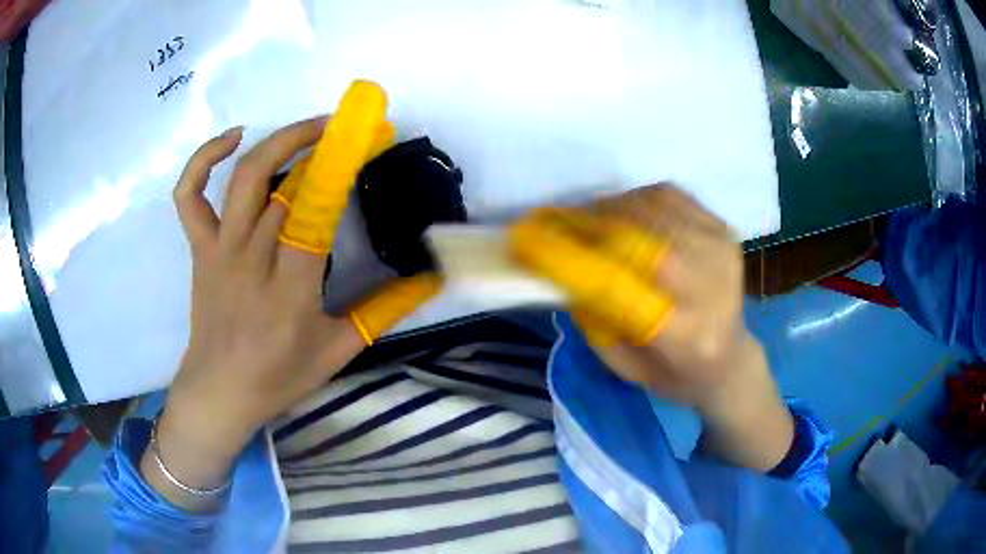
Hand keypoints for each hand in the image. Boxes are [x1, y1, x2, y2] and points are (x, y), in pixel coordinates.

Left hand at [143, 82, 439, 508]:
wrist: (219, 391)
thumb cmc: (278, 377)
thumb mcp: (338, 351)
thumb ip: (384, 312)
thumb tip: (430, 279)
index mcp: (289, 292)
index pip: (316, 214)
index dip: (342, 169)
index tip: (372, 140)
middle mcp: (250, 262)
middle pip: (281, 185)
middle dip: (320, 145)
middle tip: (350, 129)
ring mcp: (219, 250)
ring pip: (242, 178)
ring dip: (279, 141)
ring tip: (311, 127)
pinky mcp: (199, 248)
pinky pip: (189, 195)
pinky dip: (204, 159)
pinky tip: (233, 139)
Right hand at [511, 185, 793, 469]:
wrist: (732, 359)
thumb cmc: (676, 374)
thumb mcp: (626, 366)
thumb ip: (593, 318)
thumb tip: (560, 265)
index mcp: (686, 336)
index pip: (617, 284)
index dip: (567, 257)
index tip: (525, 239)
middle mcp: (711, 286)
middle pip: (635, 237)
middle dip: (585, 225)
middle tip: (551, 223)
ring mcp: (721, 250)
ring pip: (649, 208)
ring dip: (607, 210)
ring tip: (583, 221)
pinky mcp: (723, 230)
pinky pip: (668, 195)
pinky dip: (634, 198)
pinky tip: (620, 213)